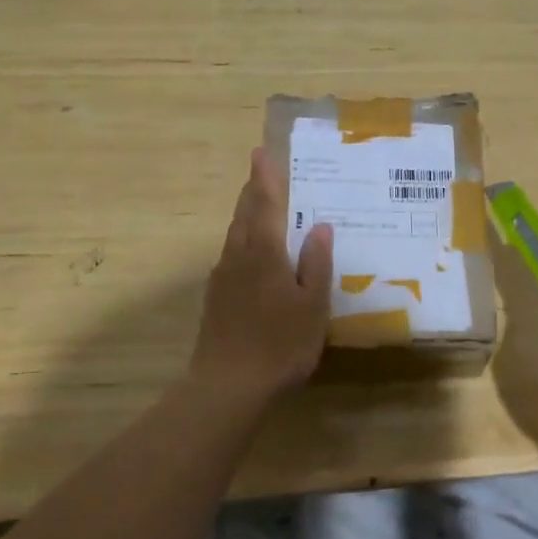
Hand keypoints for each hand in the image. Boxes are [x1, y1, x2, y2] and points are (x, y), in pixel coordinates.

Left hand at [190, 148, 333, 402]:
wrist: (228, 387)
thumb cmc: (279, 343)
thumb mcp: (312, 305)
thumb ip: (316, 264)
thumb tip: (321, 227)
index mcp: (263, 252)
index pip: (263, 203)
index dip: (264, 177)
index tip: (261, 151)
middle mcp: (237, 257)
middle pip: (244, 215)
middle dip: (253, 192)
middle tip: (263, 173)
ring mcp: (222, 279)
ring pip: (235, 236)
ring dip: (247, 217)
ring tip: (263, 209)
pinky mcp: (216, 300)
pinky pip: (232, 257)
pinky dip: (245, 244)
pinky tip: (256, 258)